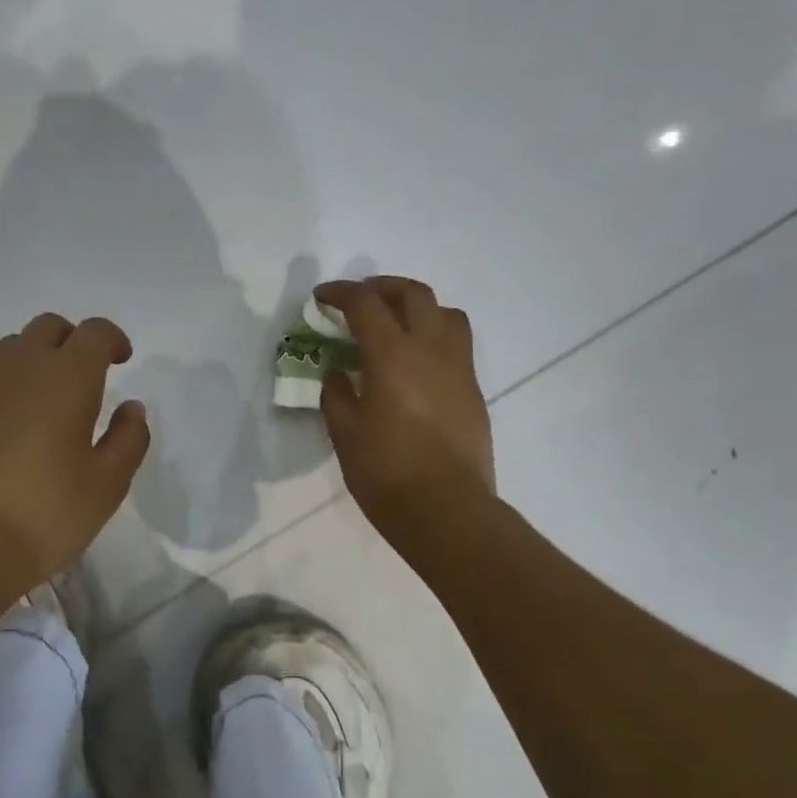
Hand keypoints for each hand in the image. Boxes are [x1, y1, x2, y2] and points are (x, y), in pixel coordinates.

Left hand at [0, 314, 149, 596]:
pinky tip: (7, 436)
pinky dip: (4, 392)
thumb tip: (132, 408)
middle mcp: (17, 369)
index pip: (93, 333)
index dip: (111, 339)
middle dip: (72, 342)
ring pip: (10, 351)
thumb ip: (127, 440)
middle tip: (86, 378)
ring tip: (47, 406)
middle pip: (48, 328)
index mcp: (65, 379)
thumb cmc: (40, 516)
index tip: (121, 360)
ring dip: (35, 362)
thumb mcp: (105, 487)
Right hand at [315, 277, 495, 555]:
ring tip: (397, 324)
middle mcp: (430, 351)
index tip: (322, 297)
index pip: (366, 305)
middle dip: (383, 287)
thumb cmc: (386, 473)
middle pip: (414, 295)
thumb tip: (338, 373)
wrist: (446, 510)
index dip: (341, 293)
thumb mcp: (345, 435)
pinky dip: (434, 337)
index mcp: (392, 357)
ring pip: (446, 314)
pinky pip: (457, 345)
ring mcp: (459, 369)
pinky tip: (416, 364)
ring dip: (418, 307)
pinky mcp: (473, 391)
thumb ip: (337, 396)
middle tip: (361, 299)